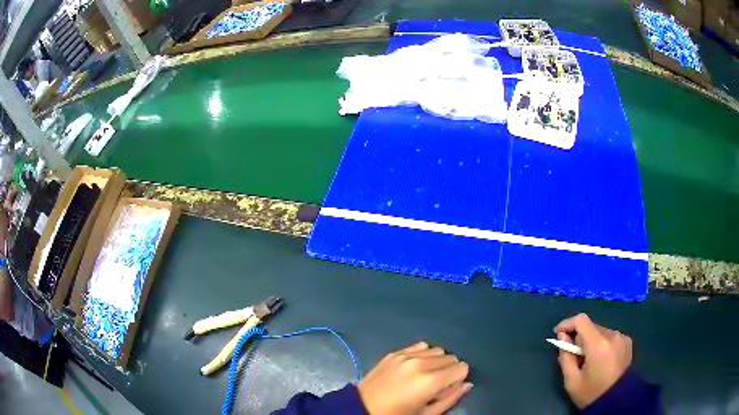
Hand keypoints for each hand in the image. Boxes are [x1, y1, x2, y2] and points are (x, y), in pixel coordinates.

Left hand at [357, 342, 471, 414]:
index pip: (462, 367)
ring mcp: (406, 356)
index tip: (449, 388)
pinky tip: (415, 366)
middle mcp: (421, 363)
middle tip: (437, 384)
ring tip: (425, 375)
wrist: (361, 408)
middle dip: (449, 370)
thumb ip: (451, 398)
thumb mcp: (427, 414)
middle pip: (450, 357)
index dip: (459, 379)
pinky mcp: (394, 352)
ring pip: (437, 350)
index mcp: (430, 381)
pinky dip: (423, 354)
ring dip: (437, 361)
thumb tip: (467, 384)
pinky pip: (420, 346)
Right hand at [553, 313, 632, 408]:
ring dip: (591, 341)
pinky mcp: (627, 341)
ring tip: (587, 360)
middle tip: (573, 355)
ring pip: (600, 332)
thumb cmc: (592, 393)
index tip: (558, 333)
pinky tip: (600, 360)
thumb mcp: (572, 381)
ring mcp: (622, 337)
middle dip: (579, 337)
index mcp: (598, 344)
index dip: (567, 323)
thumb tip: (563, 337)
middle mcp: (612, 335)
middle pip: (591, 327)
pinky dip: (601, 344)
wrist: (617, 400)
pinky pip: (609, 337)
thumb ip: (565, 357)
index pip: (581, 320)